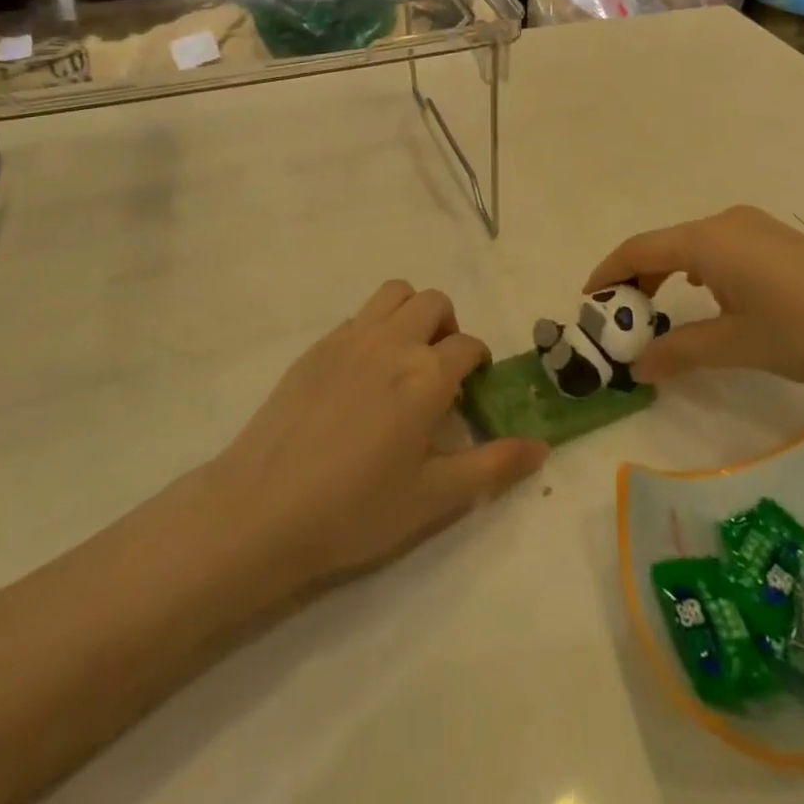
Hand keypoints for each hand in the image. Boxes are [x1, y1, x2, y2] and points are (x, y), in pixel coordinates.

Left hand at [206, 281, 546, 591]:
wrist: (262, 510)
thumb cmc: (355, 510)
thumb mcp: (433, 497)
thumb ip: (492, 466)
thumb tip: (542, 447)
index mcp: (427, 375)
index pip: (468, 346)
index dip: (478, 364)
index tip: (471, 392)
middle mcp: (393, 342)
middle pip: (435, 303)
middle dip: (448, 328)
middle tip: (440, 371)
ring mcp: (350, 338)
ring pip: (395, 294)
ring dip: (412, 312)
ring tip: (406, 357)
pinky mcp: (317, 347)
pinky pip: (359, 315)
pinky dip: (375, 327)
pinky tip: (362, 374)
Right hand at [585, 205, 803, 389]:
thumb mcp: (737, 345)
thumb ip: (681, 351)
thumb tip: (638, 368)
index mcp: (708, 241)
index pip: (640, 249)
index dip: (608, 273)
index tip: (588, 302)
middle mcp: (727, 223)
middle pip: (664, 245)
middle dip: (637, 279)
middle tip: (621, 319)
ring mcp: (757, 228)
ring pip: (694, 247)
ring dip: (669, 276)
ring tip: (659, 313)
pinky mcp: (780, 241)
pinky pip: (721, 249)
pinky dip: (699, 272)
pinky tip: (710, 300)